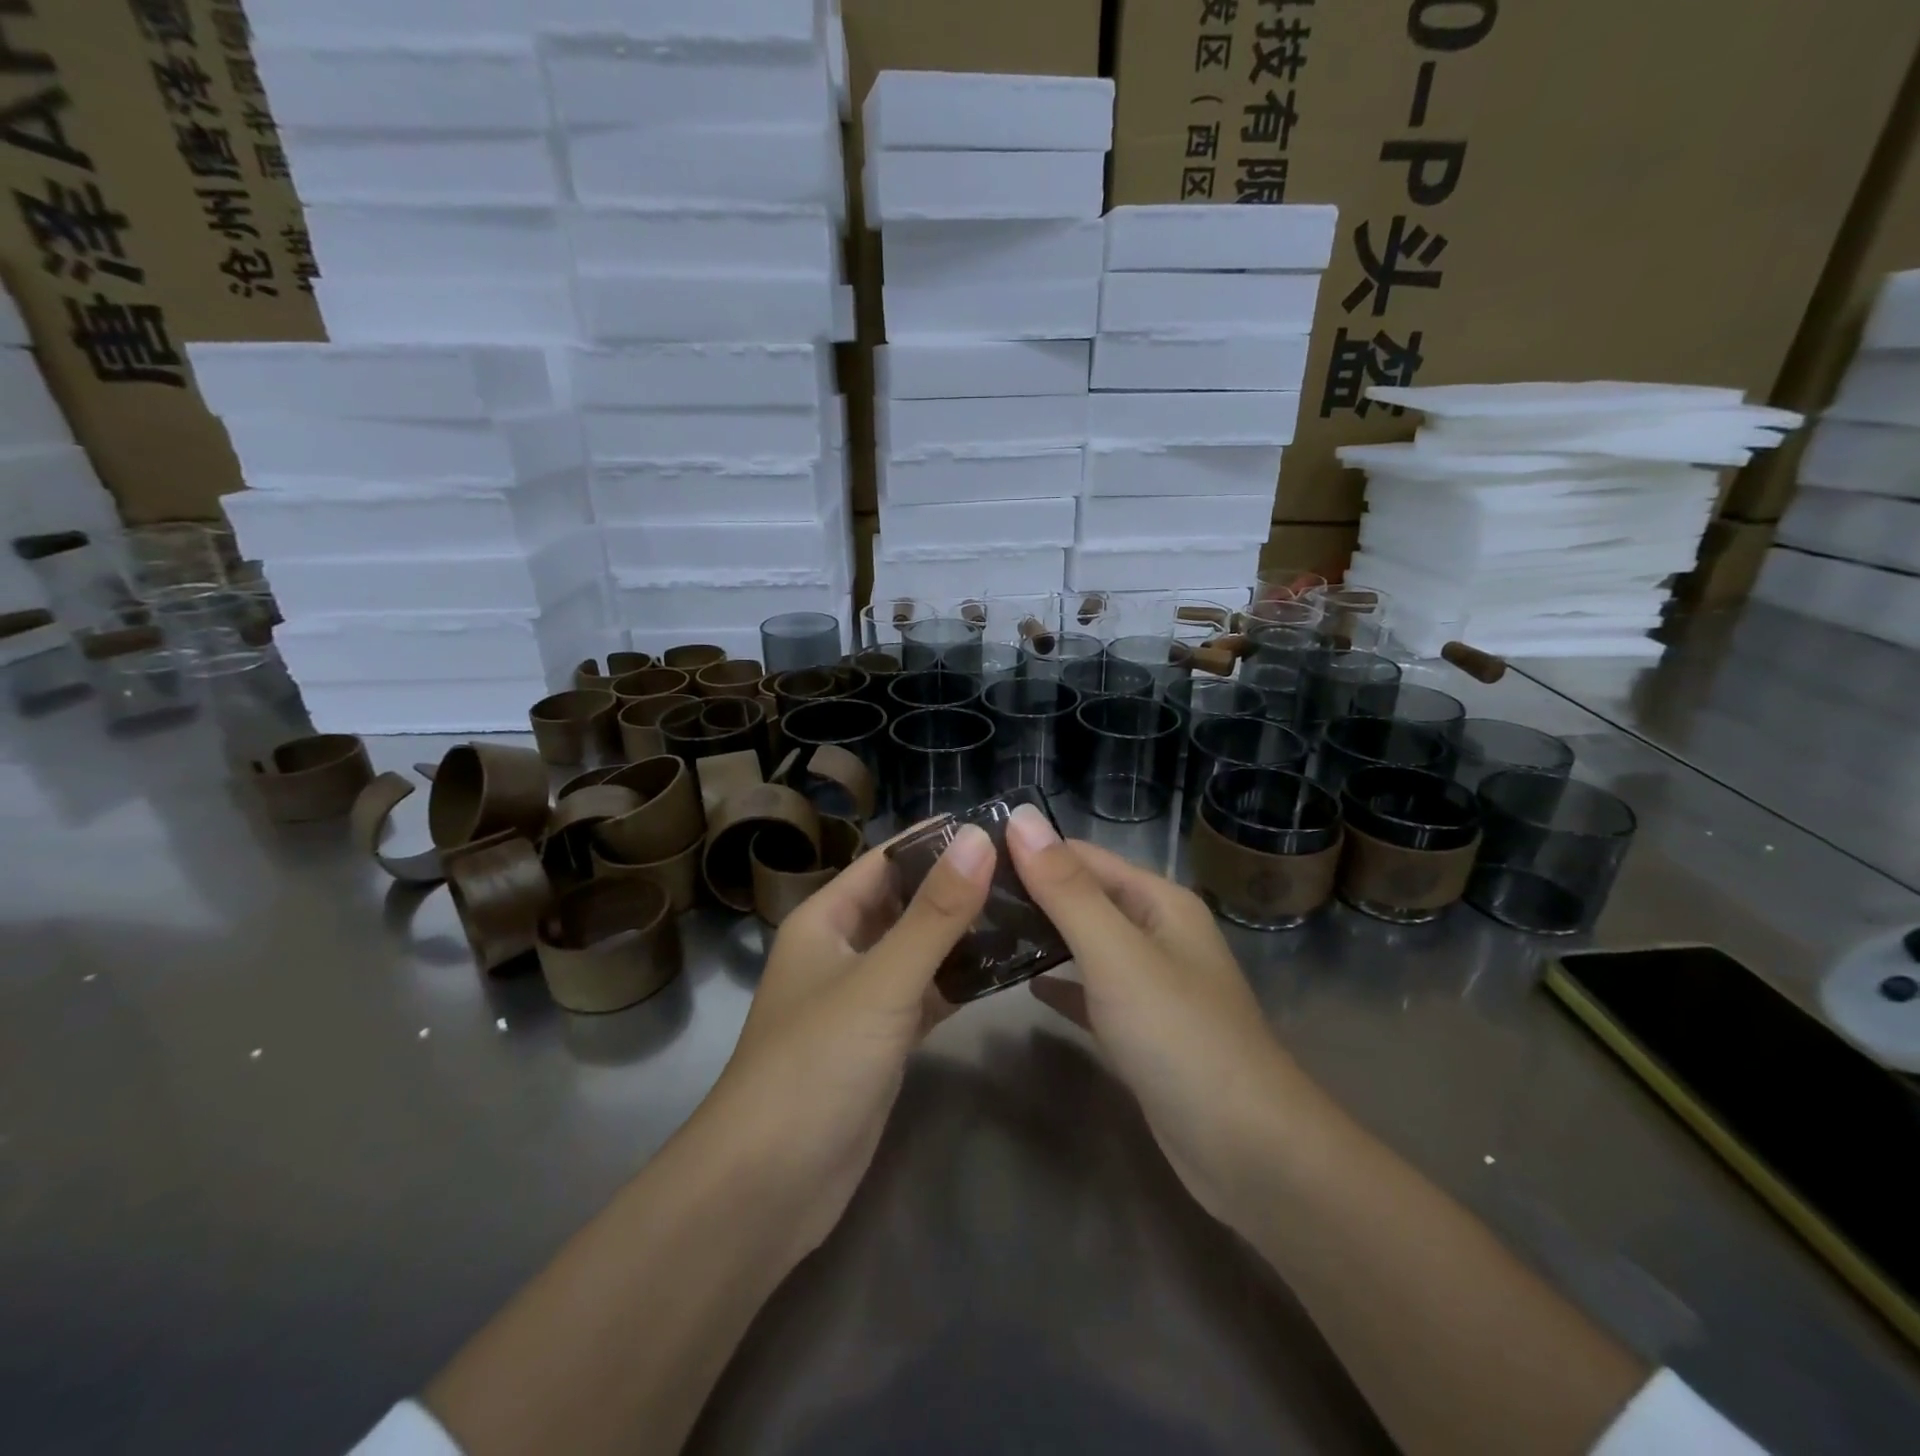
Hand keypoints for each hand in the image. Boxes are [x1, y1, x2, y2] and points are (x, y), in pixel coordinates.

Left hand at [703, 824, 994, 1257]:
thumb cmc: (815, 1065)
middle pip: (905, 903)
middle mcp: (841, 950)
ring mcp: (861, 999)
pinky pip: (925, 996)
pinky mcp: (880, 1042)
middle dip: (957, 885)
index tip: (999, 826)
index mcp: (825, 920)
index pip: (886, 861)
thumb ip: (934, 913)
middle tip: (1026, 870)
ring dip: (963, 934)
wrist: (767, 1187)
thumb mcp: (881, 981)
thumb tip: (981, 838)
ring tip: (1028, 910)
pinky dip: (958, 982)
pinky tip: (1005, 971)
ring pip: (918, 951)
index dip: (936, 840)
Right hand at [1005, 805, 1306, 1223]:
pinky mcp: (1141, 1031)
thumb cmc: (1179, 1036)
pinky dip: (1060, 984)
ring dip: (1041, 936)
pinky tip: (1024, 984)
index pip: (1083, 856)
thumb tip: (1020, 816)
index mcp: (1158, 902)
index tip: (969, 856)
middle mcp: (1157, 933)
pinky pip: (1091, 993)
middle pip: (1084, 898)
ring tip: (980, 931)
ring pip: (1085, 945)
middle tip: (964, 897)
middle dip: (1030, 893)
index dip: (1030, 850)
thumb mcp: (1116, 953)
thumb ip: (1065, 889)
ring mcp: (1151, 984)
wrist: (1247, 1151)